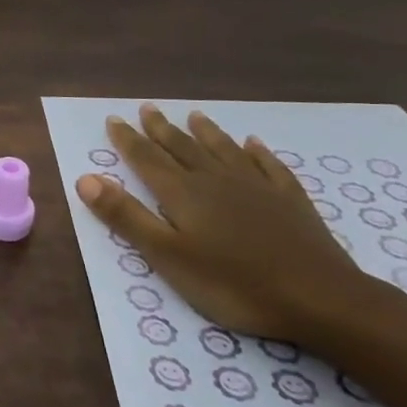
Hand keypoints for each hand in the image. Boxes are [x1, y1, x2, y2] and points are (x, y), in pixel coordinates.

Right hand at [73, 104, 374, 343]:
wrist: (321, 298)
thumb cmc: (234, 284)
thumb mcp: (168, 256)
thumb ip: (126, 216)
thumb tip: (85, 177)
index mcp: (183, 194)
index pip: (146, 159)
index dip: (128, 139)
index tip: (113, 119)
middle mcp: (216, 180)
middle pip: (183, 148)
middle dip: (161, 129)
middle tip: (147, 108)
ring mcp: (257, 187)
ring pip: (224, 150)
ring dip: (206, 132)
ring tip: (194, 115)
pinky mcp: (291, 201)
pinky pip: (269, 166)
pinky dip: (258, 152)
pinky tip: (254, 144)